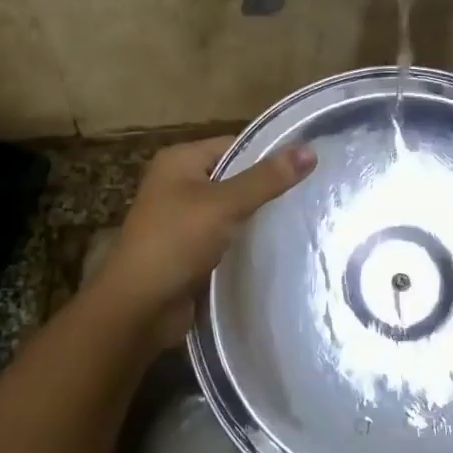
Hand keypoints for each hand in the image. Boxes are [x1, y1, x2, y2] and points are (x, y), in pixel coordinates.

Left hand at [96, 135, 316, 344]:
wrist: (139, 307)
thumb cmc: (176, 241)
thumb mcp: (224, 204)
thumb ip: (266, 179)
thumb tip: (310, 151)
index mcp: (179, 160)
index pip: (234, 145)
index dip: (269, 153)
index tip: (309, 163)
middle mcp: (178, 184)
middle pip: (234, 177)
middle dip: (267, 187)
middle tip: (313, 192)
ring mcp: (182, 219)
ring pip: (231, 210)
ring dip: (258, 217)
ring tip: (304, 217)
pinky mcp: (190, 250)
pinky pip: (225, 236)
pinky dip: (246, 240)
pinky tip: (278, 246)